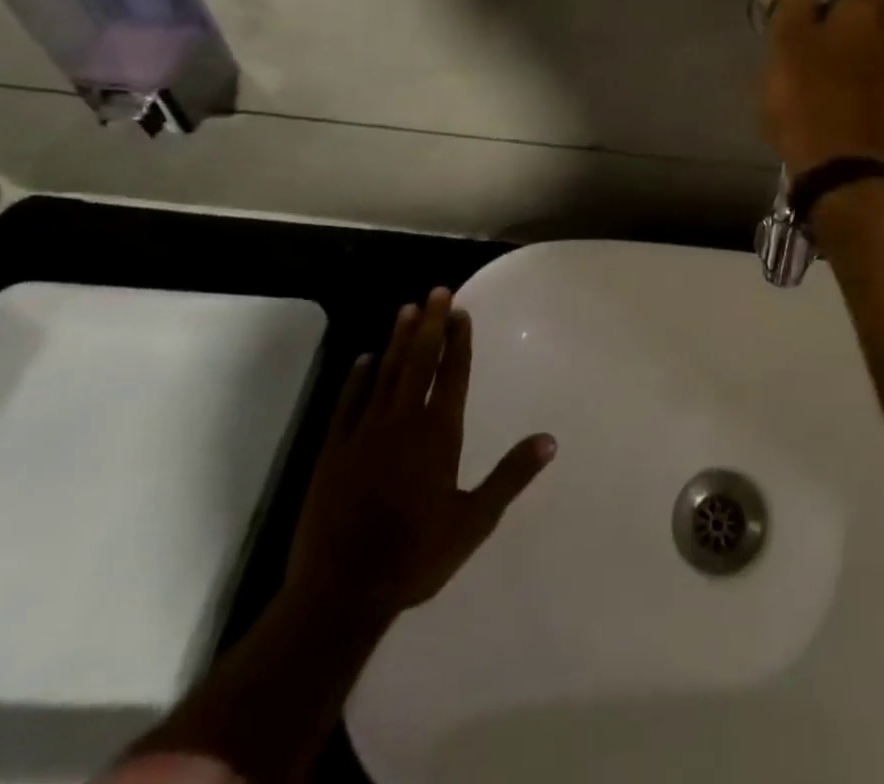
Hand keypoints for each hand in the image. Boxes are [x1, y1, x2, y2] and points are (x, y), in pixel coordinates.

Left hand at [285, 289, 555, 622]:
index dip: (458, 340)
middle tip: (437, 291)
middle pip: (419, 362)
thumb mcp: (475, 519)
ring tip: (407, 309)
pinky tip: (364, 359)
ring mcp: (363, 434)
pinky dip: (357, 378)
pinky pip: (348, 403)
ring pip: (385, 374)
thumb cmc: (415, 555)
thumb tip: (550, 440)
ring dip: (398, 340)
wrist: (340, 593)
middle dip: (430, 324)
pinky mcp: (333, 453)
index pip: (452, 374)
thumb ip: (511, 475)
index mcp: (438, 434)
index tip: (461, 311)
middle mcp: (402, 422)